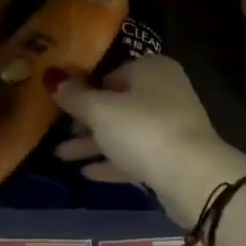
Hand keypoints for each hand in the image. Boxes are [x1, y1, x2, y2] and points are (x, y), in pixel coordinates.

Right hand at [51, 56, 238, 223]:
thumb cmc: (142, 129)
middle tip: (59, 133)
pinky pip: (135, 154)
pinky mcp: (172, 157)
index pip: (111, 73)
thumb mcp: (101, 111)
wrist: (192, 177)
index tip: (62, 106)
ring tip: (61, 156)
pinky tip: (86, 173)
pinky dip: (112, 161)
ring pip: (124, 131)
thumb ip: (75, 96)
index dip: (85, 89)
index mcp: (151, 69)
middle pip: (117, 104)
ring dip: (94, 144)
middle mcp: (164, 91)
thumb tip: (52, 79)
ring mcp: (171, 125)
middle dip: (86, 121)